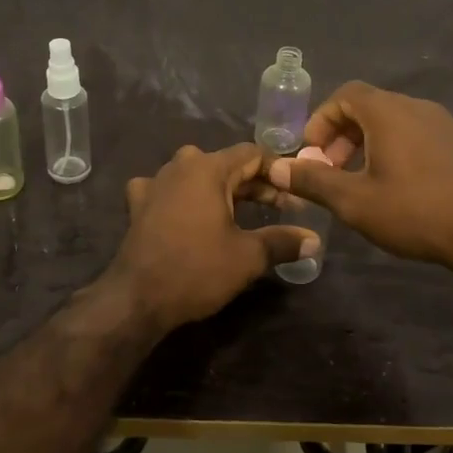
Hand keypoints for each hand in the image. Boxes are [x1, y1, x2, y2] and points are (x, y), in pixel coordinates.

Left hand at [106, 144, 317, 336]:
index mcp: (208, 168)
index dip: (278, 171)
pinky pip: (167, 190)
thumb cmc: (197, 269)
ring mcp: (154, 183)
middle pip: (226, 164)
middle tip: (279, 209)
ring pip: (196, 175)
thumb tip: (315, 240)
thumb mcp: (248, 256)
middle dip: (253, 184)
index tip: (296, 194)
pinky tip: (189, 213)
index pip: (252, 154)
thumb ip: (283, 241)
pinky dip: (184, 198)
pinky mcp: (138, 204)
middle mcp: (180, 165)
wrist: (137, 298)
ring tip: (240, 212)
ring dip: (220, 190)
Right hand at [263, 82, 452, 267]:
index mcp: (388, 112)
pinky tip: (395, 185)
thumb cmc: (414, 211)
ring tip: (360, 180)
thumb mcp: (354, 201)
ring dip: (367, 143)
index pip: (345, 95)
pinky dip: (394, 148)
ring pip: (393, 120)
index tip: (312, 153)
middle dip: (341, 135)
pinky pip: (416, 133)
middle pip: (368, 106)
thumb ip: (312, 181)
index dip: (321, 120)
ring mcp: (443, 123)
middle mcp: (416, 107)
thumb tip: (276, 168)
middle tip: (331, 170)